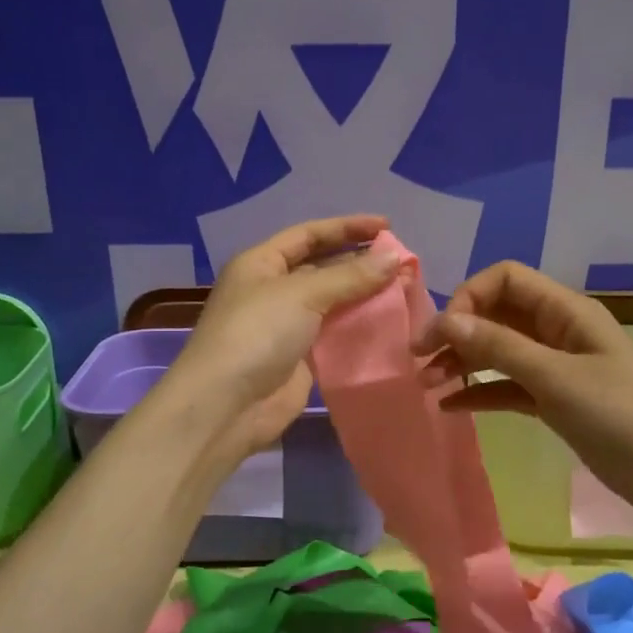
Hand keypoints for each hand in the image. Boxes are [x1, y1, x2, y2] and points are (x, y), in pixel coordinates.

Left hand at [160, 215, 400, 472]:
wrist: (227, 405)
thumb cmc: (257, 333)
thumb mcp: (302, 294)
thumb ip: (351, 276)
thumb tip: (395, 257)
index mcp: (261, 263)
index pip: (309, 234)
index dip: (347, 228)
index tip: (387, 227)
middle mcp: (272, 290)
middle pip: (323, 268)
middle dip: (361, 263)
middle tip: (403, 263)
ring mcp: (286, 326)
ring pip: (333, 303)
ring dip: (365, 297)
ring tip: (404, 290)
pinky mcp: (300, 359)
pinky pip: (335, 335)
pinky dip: (360, 328)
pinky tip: (390, 324)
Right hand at [416, 262, 632, 532]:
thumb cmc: (624, 418)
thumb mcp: (557, 378)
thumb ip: (500, 347)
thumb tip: (445, 320)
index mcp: (566, 311)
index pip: (505, 279)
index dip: (468, 298)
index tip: (441, 333)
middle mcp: (558, 331)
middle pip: (497, 314)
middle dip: (457, 331)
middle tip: (419, 361)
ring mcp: (557, 368)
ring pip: (499, 352)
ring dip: (463, 361)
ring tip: (428, 383)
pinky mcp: (556, 402)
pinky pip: (508, 387)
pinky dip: (481, 392)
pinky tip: (452, 406)